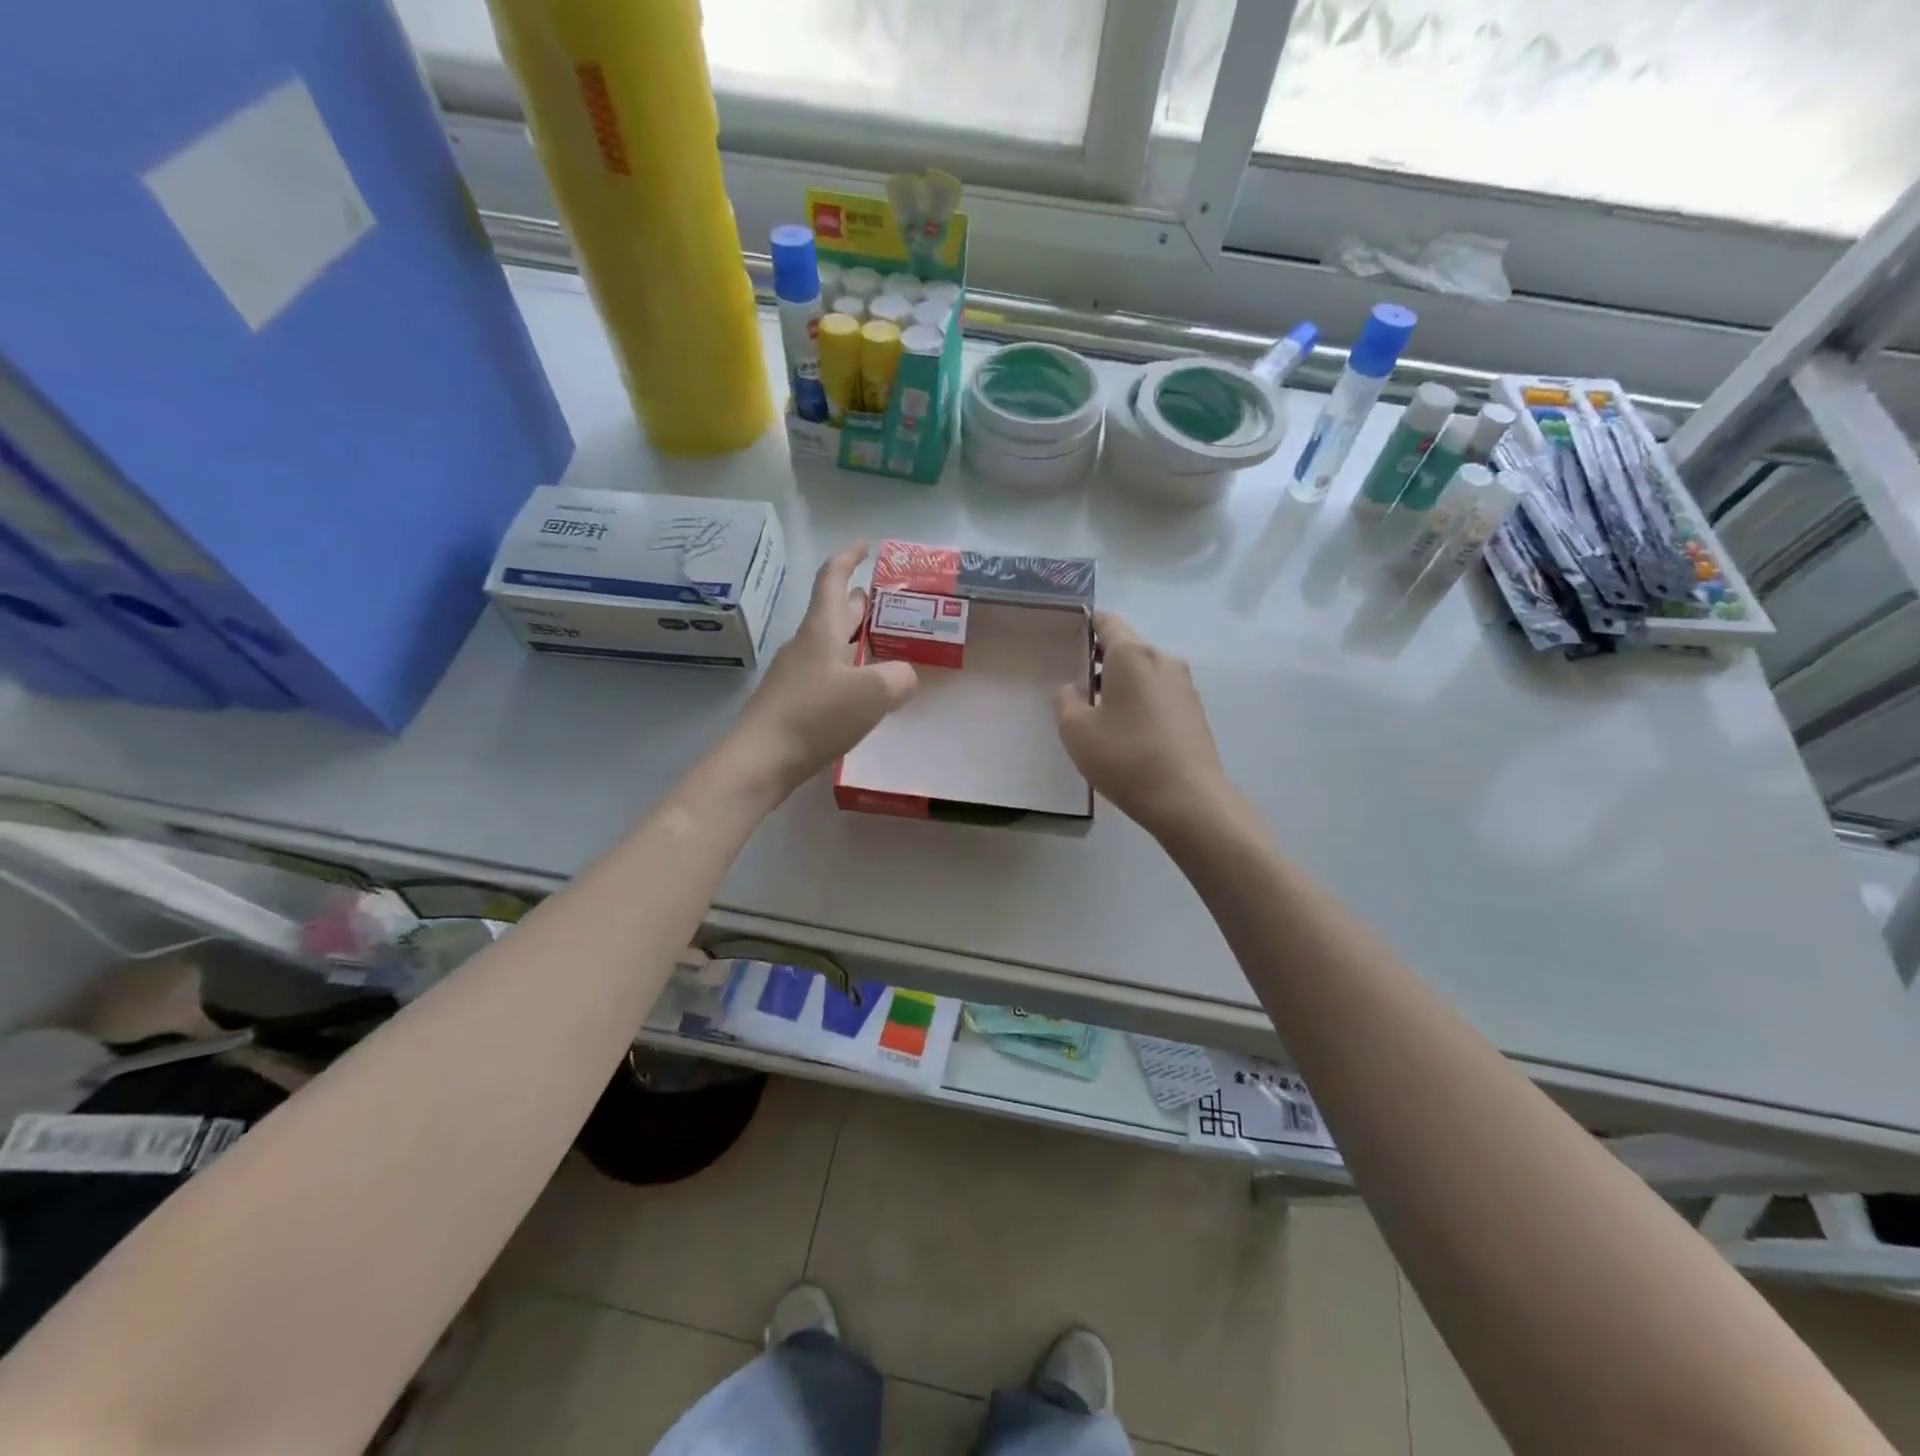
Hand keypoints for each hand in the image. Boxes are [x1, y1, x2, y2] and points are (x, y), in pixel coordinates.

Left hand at [732, 542, 917, 797]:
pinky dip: (846, 669)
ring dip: (854, 637)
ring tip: (881, 644)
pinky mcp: (792, 701)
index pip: (832, 579)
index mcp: (821, 630)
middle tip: (886, 600)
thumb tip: (903, 676)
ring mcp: (795, 674)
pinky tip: (861, 690)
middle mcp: (805, 645)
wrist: (762, 759)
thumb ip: (899, 677)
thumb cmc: (816, 716)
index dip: (849, 558)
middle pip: (832, 611)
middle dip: (858, 601)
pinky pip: (825, 673)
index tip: (866, 546)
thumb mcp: (873, 693)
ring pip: (829, 644)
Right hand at [1056, 613, 1233, 838]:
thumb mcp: (1075, 729)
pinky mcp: (1195, 712)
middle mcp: (1163, 660)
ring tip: (1100, 717)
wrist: (1187, 800)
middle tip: (1076, 688)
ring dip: (1121, 687)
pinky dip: (1140, 704)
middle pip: (1126, 649)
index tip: (1067, 640)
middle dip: (1101, 663)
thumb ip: (1067, 699)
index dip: (1085, 626)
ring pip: (1144, 674)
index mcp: (1132, 655)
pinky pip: (1159, 695)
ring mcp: (1184, 686)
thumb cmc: (1125, 757)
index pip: (1107, 622)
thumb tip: (1077, 688)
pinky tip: (1128, 735)